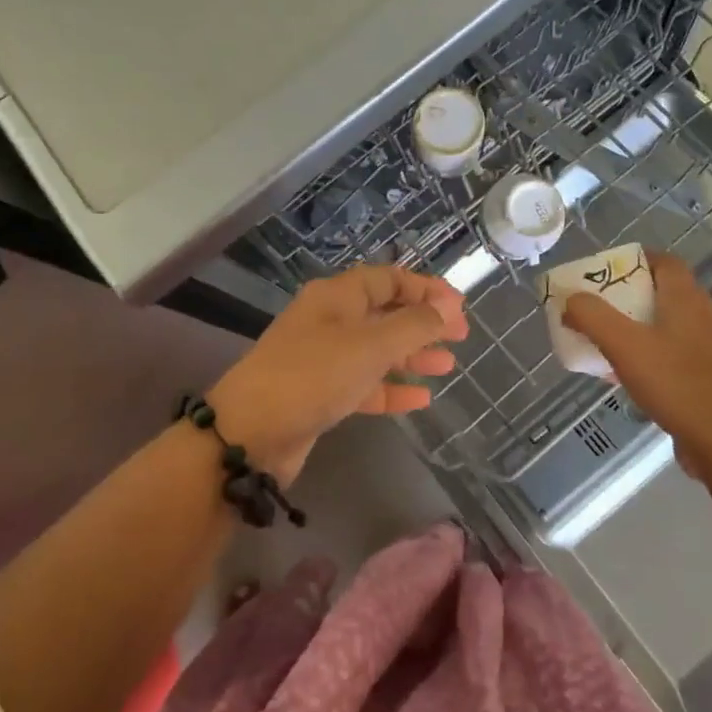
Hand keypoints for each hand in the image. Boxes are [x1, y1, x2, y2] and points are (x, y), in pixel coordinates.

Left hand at [205, 266, 468, 484]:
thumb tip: (448, 306)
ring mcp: (323, 358)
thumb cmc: (314, 375)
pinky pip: (364, 384)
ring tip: (447, 365)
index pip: (388, 279)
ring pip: (377, 350)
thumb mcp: (371, 345)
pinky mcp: (320, 393)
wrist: (250, 433)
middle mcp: (330, 321)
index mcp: (338, 296)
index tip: (458, 305)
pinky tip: (421, 399)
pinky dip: (391, 389)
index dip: (425, 288)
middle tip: (461, 336)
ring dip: (411, 356)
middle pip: (384, 313)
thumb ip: (414, 325)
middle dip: (423, 323)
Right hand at [561, 250, 711, 477]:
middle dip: (620, 295)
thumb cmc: (675, 383)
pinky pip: (662, 353)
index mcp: (684, 298)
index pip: (663, 261)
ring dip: (626, 326)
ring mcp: (700, 347)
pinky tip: (614, 373)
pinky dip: (638, 354)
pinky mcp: (698, 376)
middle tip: (589, 305)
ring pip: (657, 324)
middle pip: (656, 291)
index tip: (601, 272)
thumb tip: (570, 300)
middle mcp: (697, 316)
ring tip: (595, 337)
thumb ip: (592, 316)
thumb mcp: (624, 344)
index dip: (632, 259)